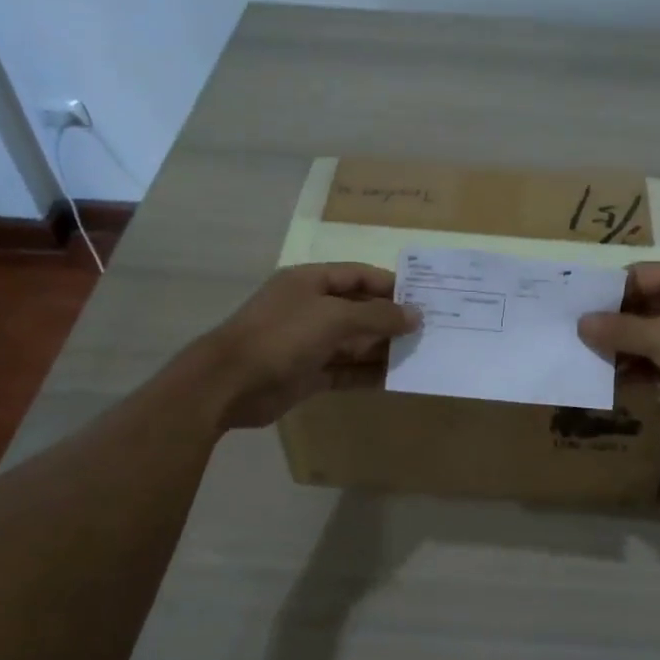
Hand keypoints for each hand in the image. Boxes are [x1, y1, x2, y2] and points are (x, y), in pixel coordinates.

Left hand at [198, 263, 417, 428]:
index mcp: (311, 282)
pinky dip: (368, 373)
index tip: (424, 297)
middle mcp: (310, 308)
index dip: (391, 284)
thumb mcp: (333, 317)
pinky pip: (345, 370)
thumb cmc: (282, 336)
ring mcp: (308, 343)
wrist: (229, 384)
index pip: (359, 275)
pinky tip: (395, 379)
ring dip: (383, 348)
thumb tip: (415, 316)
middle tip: (430, 329)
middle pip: (359, 309)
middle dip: (391, 319)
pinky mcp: (308, 374)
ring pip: (354, 342)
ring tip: (421, 354)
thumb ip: (377, 316)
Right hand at [578, 263, 659, 407]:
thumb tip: (582, 322)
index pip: (637, 275)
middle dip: (612, 324)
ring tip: (590, 363)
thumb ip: (618, 330)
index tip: (576, 309)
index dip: (607, 291)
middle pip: (641, 306)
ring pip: (649, 335)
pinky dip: (641, 367)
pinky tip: (616, 382)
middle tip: (576, 339)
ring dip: (623, 349)